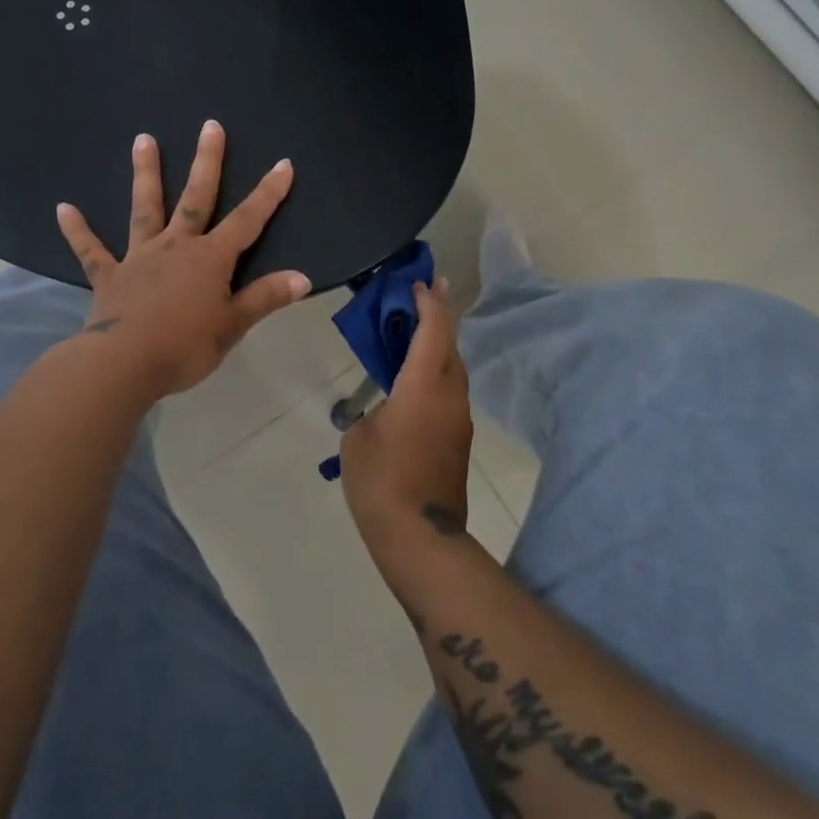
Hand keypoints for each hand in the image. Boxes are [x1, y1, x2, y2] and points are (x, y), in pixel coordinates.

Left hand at [55, 120, 310, 399]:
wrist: (124, 364)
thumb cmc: (185, 346)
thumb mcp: (233, 325)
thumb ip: (265, 298)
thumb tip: (303, 278)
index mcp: (210, 258)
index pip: (247, 220)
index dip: (268, 193)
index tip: (283, 163)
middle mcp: (175, 246)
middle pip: (196, 198)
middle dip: (206, 162)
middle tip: (210, 126)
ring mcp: (139, 257)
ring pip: (145, 208)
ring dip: (145, 174)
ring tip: (143, 139)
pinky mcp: (109, 276)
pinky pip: (91, 251)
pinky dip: (78, 231)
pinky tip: (63, 209)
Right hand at [340, 280, 474, 556]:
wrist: (419, 537)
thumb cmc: (380, 479)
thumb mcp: (358, 437)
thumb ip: (371, 410)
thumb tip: (384, 410)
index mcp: (424, 384)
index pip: (434, 328)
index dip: (428, 301)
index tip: (419, 281)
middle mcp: (450, 394)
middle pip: (451, 343)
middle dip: (439, 315)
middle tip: (424, 293)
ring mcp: (459, 418)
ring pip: (454, 368)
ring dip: (439, 345)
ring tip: (417, 331)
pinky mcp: (459, 439)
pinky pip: (450, 392)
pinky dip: (437, 372)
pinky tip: (416, 379)